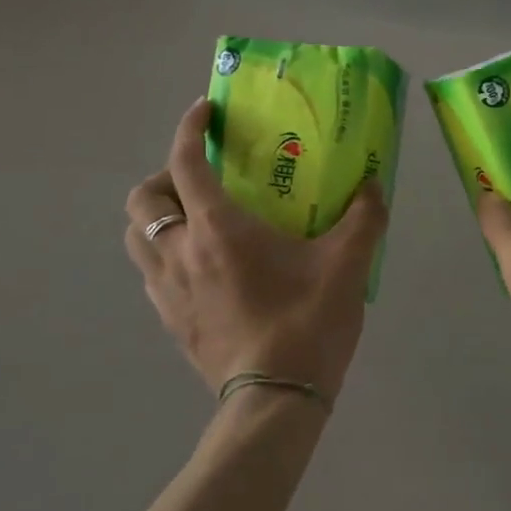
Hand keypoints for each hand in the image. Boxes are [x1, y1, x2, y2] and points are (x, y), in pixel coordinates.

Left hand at [125, 98, 389, 398]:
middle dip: (164, 177)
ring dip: (158, 219)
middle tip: (202, 180)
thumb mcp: (348, 264)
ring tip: (196, 222)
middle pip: (143, 199)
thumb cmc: (307, 321)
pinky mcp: (170, 321)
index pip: (186, 162)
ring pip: (137, 239)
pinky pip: (151, 274)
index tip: (205, 111)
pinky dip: (166, 256)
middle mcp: (180, 252)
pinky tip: (204, 268)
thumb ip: (364, 218)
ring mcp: (168, 290)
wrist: (276, 398)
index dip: (190, 129)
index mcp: (217, 228)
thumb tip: (373, 185)